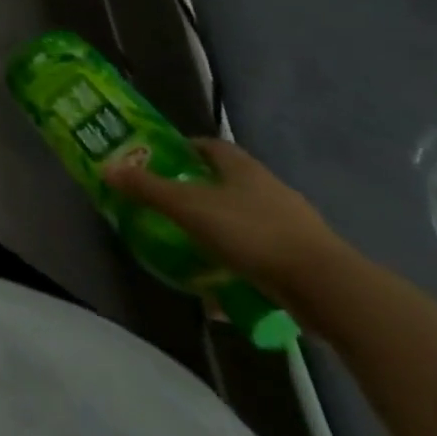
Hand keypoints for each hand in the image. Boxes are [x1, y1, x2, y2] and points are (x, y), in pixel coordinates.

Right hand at [104, 138, 347, 306]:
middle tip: (171, 204)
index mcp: (242, 168)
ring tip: (195, 247)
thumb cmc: (252, 233)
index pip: (210, 146)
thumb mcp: (189, 208)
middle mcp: (270, 188)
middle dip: (200, 191)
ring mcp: (295, 224)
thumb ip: (147, 189)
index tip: (163, 160)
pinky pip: (265, 253)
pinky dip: (244, 262)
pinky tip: (227, 286)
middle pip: (229, 181)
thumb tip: (107, 168)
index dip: (185, 149)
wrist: (329, 290)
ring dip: (223, 229)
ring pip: (247, 218)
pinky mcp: (308, 259)